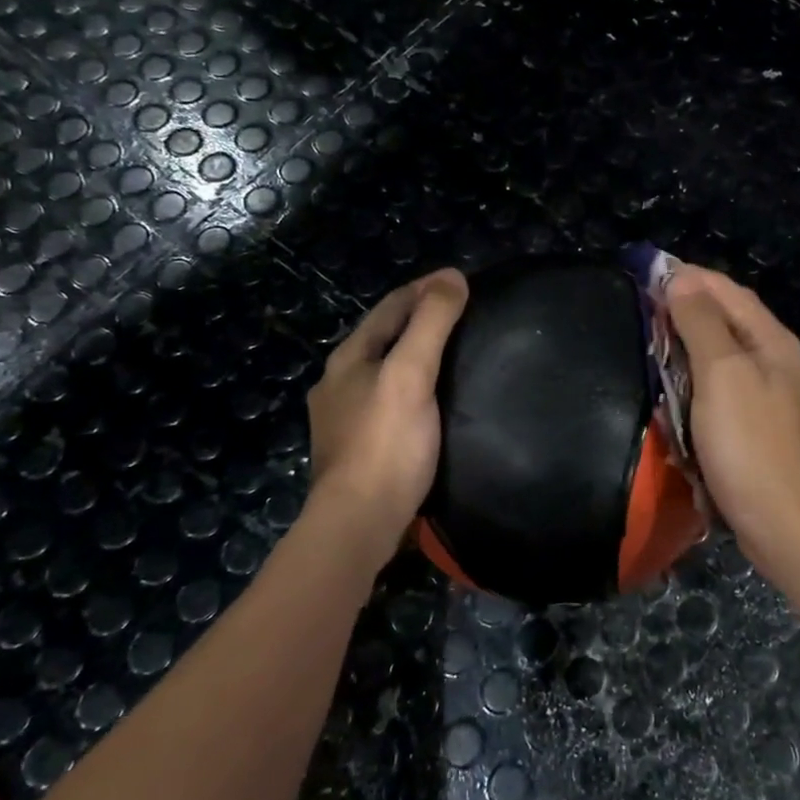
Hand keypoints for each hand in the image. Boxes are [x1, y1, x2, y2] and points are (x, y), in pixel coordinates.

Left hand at [308, 269, 468, 543]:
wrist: (358, 523)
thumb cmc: (386, 445)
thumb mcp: (412, 375)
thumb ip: (431, 325)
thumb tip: (453, 277)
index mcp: (348, 358)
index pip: (390, 307)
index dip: (425, 288)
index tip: (461, 279)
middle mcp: (338, 382)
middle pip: (383, 336)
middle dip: (418, 318)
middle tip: (461, 312)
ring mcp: (342, 418)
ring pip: (383, 370)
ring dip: (413, 353)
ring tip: (451, 352)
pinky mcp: (356, 448)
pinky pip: (386, 400)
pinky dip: (410, 386)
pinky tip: (429, 400)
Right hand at [667, 265, 799, 567]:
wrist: (782, 522)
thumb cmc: (749, 442)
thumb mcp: (722, 373)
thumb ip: (702, 323)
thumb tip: (682, 280)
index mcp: (774, 342)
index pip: (730, 293)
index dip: (692, 277)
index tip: (650, 271)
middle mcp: (779, 363)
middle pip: (731, 321)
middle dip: (690, 307)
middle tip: (646, 304)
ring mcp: (773, 398)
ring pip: (727, 355)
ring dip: (693, 341)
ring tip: (656, 337)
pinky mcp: (761, 428)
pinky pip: (725, 387)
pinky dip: (699, 377)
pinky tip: (678, 386)